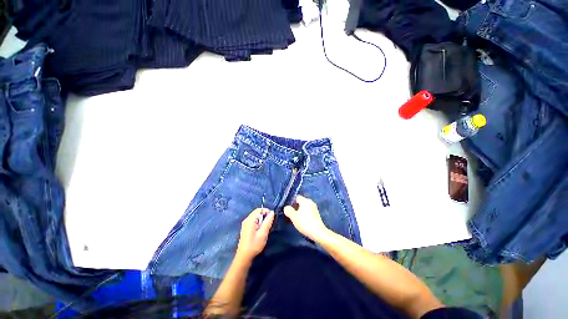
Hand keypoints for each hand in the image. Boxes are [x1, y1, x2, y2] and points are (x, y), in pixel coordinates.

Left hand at [236, 208, 274, 261]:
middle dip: (264, 217)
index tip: (271, 219)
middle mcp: (247, 219)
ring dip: (262, 221)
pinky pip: (254, 221)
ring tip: (264, 230)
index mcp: (250, 219)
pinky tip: (260, 232)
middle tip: (268, 226)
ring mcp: (245, 224)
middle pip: (257, 213)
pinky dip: (258, 224)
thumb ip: (268, 222)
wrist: (244, 257)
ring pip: (256, 217)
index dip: (267, 212)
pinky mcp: (246, 228)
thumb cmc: (254, 245)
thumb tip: (272, 212)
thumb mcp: (263, 233)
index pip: (260, 209)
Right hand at [284, 195, 328, 240]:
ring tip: (295, 218)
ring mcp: (314, 208)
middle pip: (300, 202)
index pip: (296, 197)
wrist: (318, 232)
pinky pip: (308, 211)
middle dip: (295, 207)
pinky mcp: (316, 214)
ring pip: (304, 207)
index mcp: (305, 200)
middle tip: (290, 213)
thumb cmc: (305, 222)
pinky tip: (301, 220)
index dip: (291, 202)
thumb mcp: (294, 217)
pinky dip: (304, 214)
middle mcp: (311, 202)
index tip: (287, 208)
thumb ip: (288, 210)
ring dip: (299, 211)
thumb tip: (286, 207)